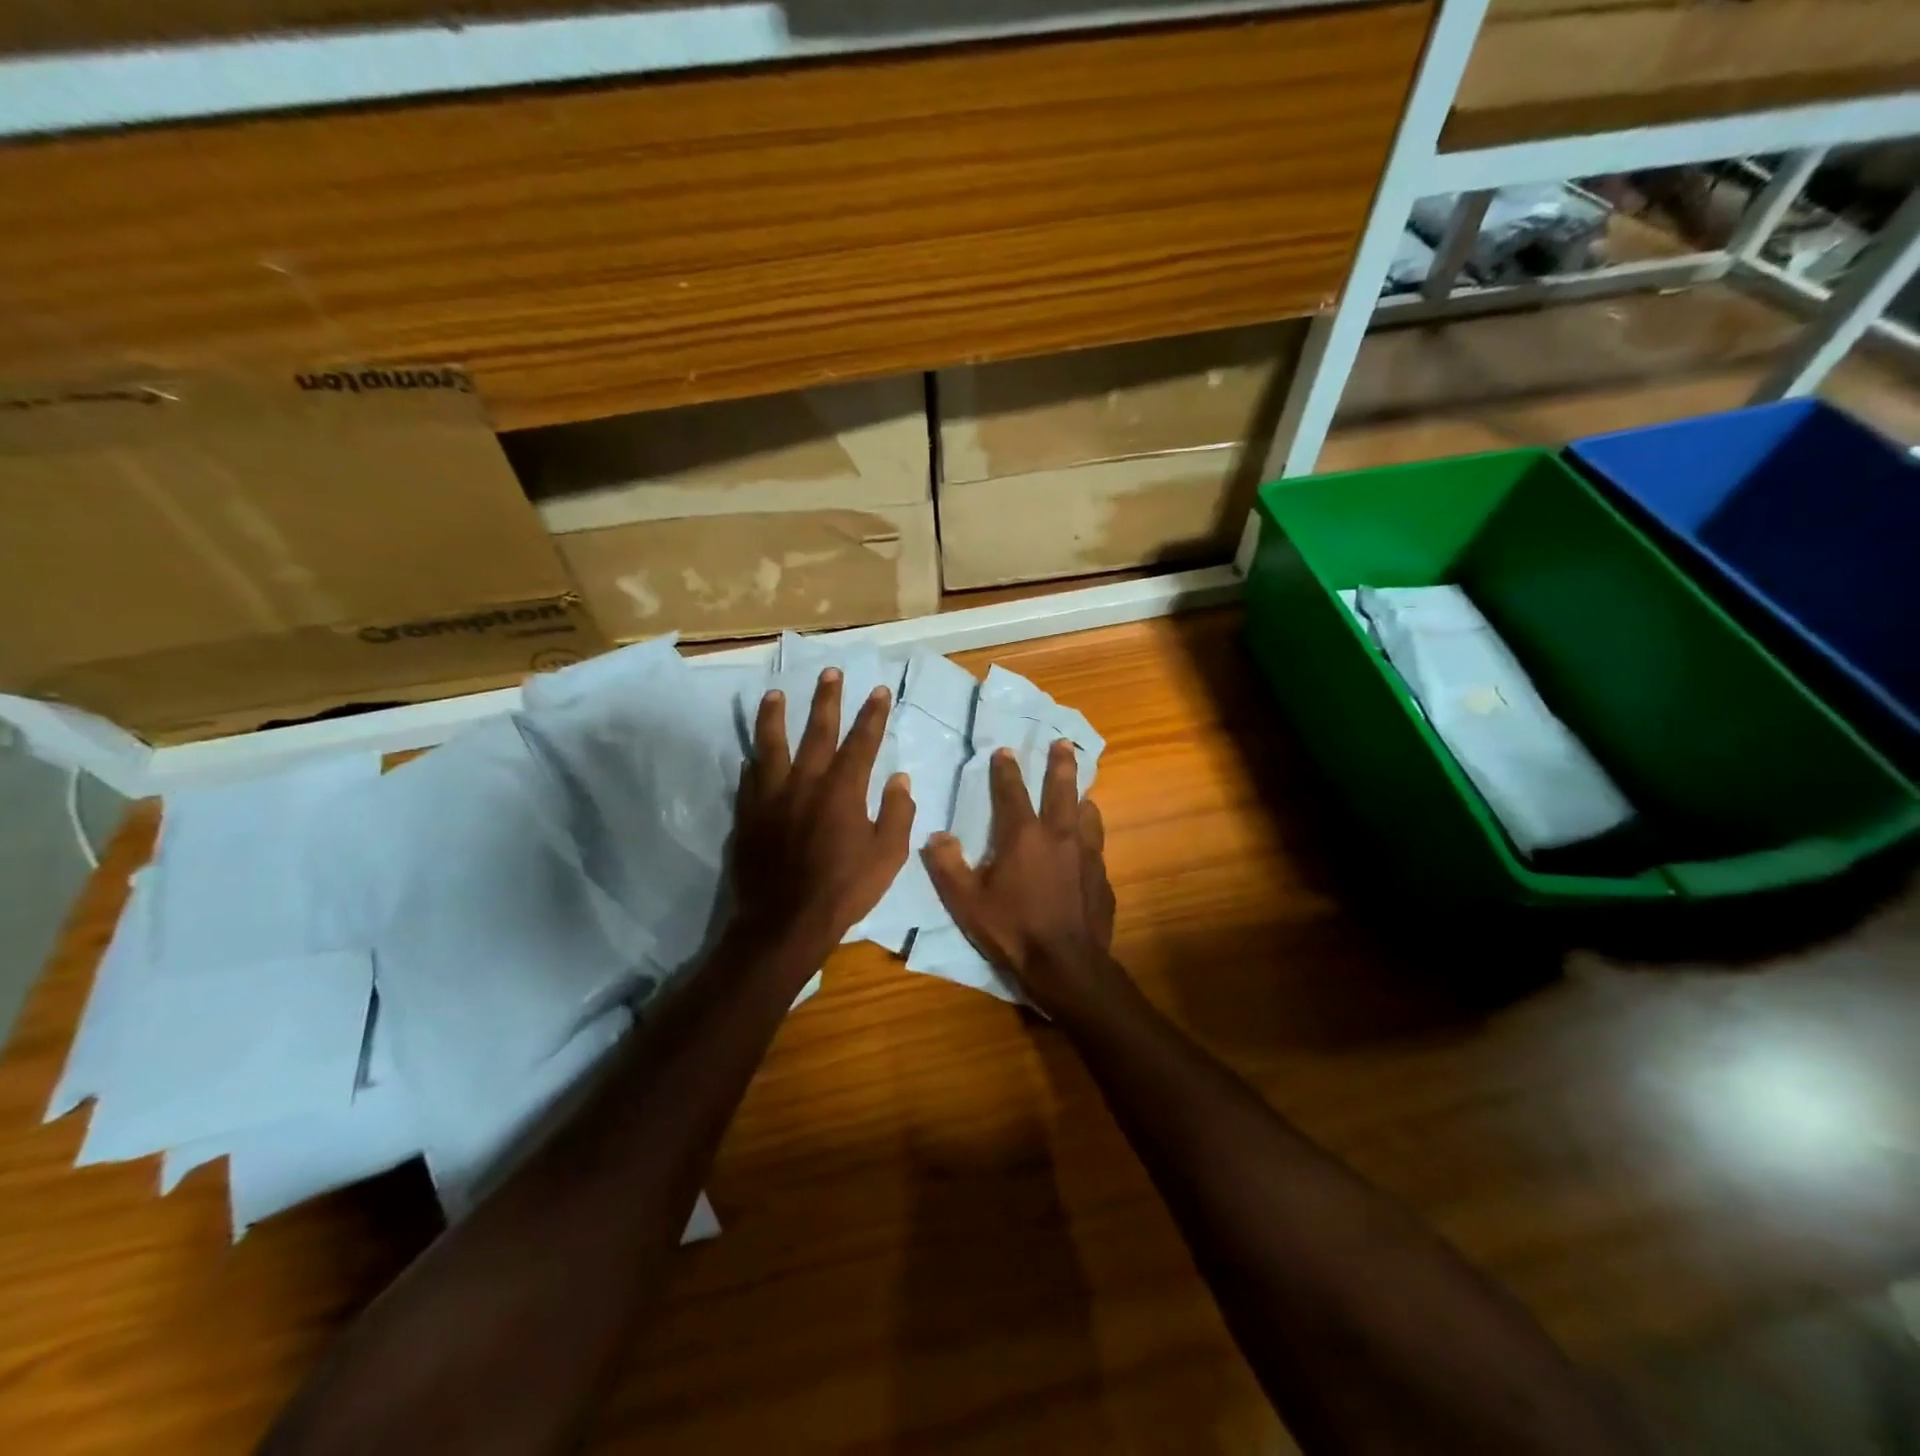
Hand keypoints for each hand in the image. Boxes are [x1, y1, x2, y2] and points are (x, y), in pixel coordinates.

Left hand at [731, 668, 913, 966]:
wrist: (784, 921)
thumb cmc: (844, 890)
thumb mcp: (888, 856)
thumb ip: (897, 813)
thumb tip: (900, 779)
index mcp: (844, 789)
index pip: (862, 741)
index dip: (873, 714)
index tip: (879, 690)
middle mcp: (806, 781)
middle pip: (818, 729)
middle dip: (827, 699)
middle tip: (829, 671)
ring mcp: (772, 795)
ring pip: (772, 744)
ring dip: (775, 716)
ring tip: (774, 694)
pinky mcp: (748, 813)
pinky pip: (750, 778)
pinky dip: (754, 761)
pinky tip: (751, 754)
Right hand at [923, 739, 1123, 1020]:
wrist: (1067, 966)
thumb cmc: (1013, 930)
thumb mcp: (966, 902)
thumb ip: (947, 866)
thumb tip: (936, 835)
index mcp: (1024, 836)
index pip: (1012, 792)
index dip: (1006, 770)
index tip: (1005, 750)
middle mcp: (1060, 836)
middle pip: (1062, 790)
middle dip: (1060, 764)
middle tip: (1064, 743)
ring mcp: (1087, 856)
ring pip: (1088, 815)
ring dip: (1082, 798)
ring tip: (1083, 791)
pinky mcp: (1102, 878)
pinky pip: (1098, 846)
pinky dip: (1092, 835)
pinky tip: (1090, 844)